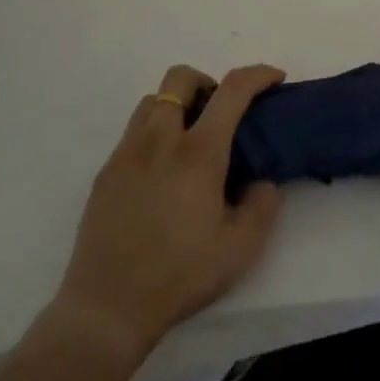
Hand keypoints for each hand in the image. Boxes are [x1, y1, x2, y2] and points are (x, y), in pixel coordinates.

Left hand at [48, 63, 285, 367]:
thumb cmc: (180, 274)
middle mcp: (160, 140)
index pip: (232, 90)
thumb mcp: (241, 248)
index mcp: (198, 152)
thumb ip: (262, 205)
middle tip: (221, 114)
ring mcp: (126, 153)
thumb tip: (261, 182)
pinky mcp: (105, 173)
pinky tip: (162, 174)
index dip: (258, 74)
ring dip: (177, 105)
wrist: (108, 306)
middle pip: (180, 78)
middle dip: (207, 82)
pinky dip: (154, 133)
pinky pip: (132, 133)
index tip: (274, 79)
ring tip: (190, 141)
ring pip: (152, 101)